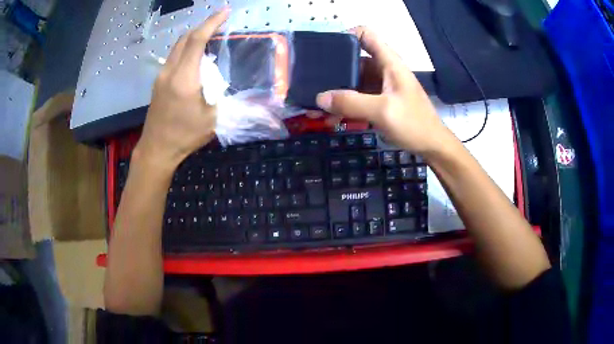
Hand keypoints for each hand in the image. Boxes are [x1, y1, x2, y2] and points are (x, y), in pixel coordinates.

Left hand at [135, 9, 229, 166]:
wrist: (157, 149)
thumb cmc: (185, 136)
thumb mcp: (213, 119)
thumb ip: (225, 96)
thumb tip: (236, 84)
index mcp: (184, 78)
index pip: (197, 40)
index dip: (212, 22)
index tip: (225, 11)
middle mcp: (170, 71)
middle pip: (185, 38)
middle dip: (203, 25)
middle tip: (220, 22)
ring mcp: (161, 76)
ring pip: (177, 45)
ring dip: (193, 36)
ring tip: (210, 36)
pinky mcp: (158, 82)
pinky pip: (173, 56)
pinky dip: (186, 48)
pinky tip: (195, 55)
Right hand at [316, 27, 450, 155]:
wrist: (431, 145)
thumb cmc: (414, 123)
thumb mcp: (382, 111)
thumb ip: (351, 103)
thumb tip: (320, 98)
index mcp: (388, 62)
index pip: (366, 35)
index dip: (345, 35)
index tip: (325, 48)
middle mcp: (383, 69)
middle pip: (354, 59)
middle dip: (333, 69)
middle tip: (311, 81)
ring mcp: (381, 86)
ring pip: (353, 81)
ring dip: (336, 92)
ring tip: (315, 106)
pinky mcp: (379, 101)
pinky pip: (357, 97)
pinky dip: (345, 105)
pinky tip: (330, 117)